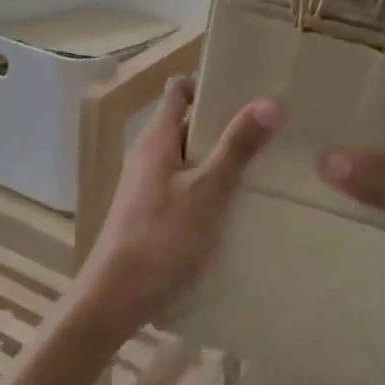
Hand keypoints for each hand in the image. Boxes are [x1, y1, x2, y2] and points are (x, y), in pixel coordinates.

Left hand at [72, 78, 282, 342]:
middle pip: (188, 123)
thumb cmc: (160, 240)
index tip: (247, 89)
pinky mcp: (153, 212)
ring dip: (220, 158)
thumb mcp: (206, 193)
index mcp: (157, 138)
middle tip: (270, 128)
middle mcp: (150, 153)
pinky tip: (239, 206)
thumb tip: (269, 102)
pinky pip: (186, 185)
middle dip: (225, 123)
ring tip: (265, 165)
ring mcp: (149, 184)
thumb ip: (236, 149)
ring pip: (189, 157)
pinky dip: (210, 186)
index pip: (180, 90)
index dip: (209, 83)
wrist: (113, 300)